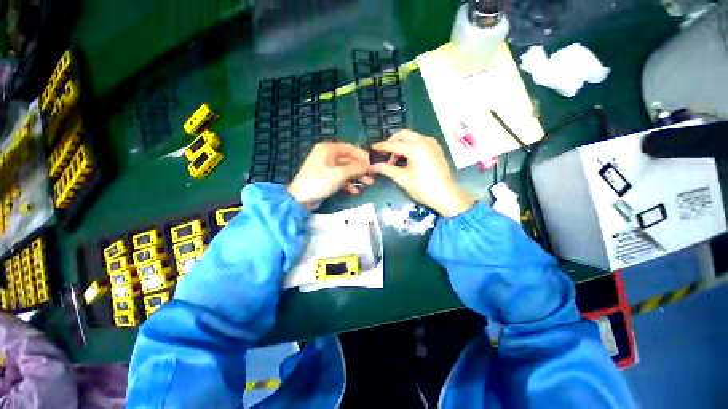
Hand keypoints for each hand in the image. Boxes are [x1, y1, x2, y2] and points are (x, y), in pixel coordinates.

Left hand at [287, 142, 372, 208]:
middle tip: (373, 175)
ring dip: (357, 177)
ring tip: (368, 184)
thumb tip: (369, 164)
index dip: (363, 155)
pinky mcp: (327, 178)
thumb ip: (356, 168)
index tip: (374, 163)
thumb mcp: (339, 174)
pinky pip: (341, 178)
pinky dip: (348, 184)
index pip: (350, 148)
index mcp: (328, 149)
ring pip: (346, 170)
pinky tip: (355, 191)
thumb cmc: (319, 182)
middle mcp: (327, 155)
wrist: (300, 199)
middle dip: (361, 168)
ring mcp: (327, 167)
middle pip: (349, 160)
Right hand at [371, 130, 473, 216]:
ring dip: (401, 144)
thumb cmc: (423, 188)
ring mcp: (432, 144)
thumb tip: (373, 165)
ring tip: (394, 159)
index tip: (372, 148)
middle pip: (404, 135)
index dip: (382, 147)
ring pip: (412, 137)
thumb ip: (387, 169)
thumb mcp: (403, 179)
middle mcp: (424, 141)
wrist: (447, 196)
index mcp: (416, 147)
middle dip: (392, 141)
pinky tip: (406, 158)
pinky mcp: (436, 149)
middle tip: (384, 153)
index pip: (394, 144)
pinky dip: (410, 146)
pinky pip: (420, 142)